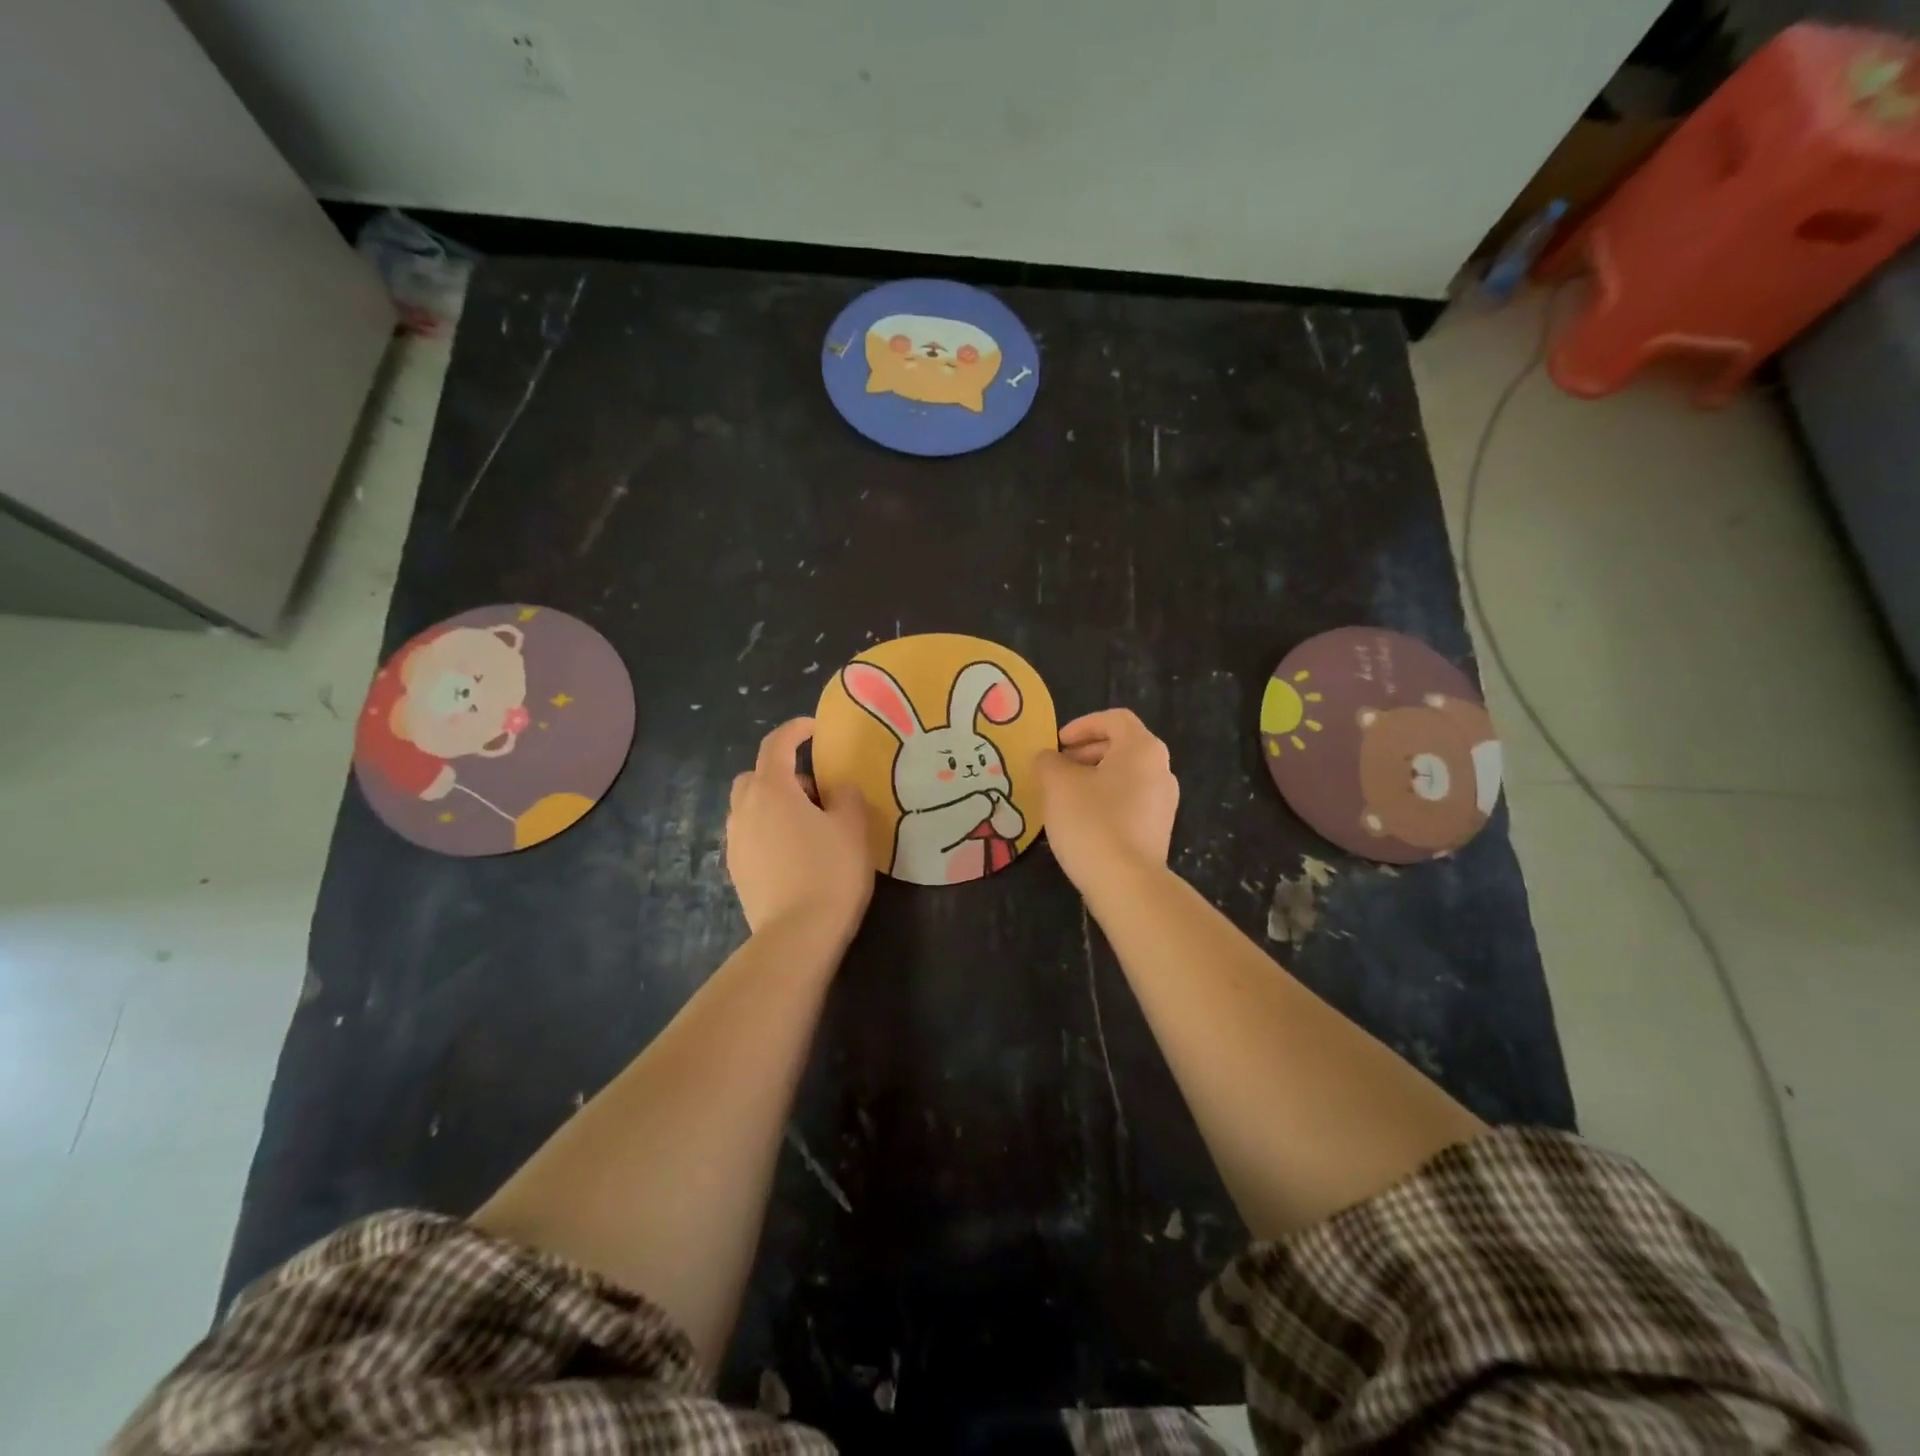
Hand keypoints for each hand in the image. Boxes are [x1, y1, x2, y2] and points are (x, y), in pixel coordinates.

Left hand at [727, 718, 873, 938]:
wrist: (797, 935)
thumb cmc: (830, 872)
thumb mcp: (852, 828)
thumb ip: (846, 796)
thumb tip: (837, 788)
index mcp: (772, 790)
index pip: (777, 745)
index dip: (795, 730)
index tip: (815, 728)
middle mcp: (744, 810)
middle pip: (755, 776)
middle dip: (781, 773)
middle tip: (814, 790)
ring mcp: (735, 842)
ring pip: (749, 807)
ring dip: (773, 803)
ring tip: (807, 823)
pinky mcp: (736, 870)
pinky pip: (750, 834)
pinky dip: (768, 830)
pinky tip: (794, 852)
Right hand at [1032, 709, 1178, 892]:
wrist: (1126, 883)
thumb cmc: (1091, 820)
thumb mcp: (1057, 783)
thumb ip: (1048, 761)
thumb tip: (1048, 758)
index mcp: (1142, 748)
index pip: (1114, 719)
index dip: (1082, 725)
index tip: (1058, 743)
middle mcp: (1161, 769)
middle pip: (1122, 746)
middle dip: (1086, 752)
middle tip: (1057, 768)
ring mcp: (1164, 802)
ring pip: (1125, 776)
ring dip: (1093, 778)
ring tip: (1064, 796)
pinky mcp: (1158, 830)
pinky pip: (1129, 802)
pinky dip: (1105, 800)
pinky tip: (1081, 821)